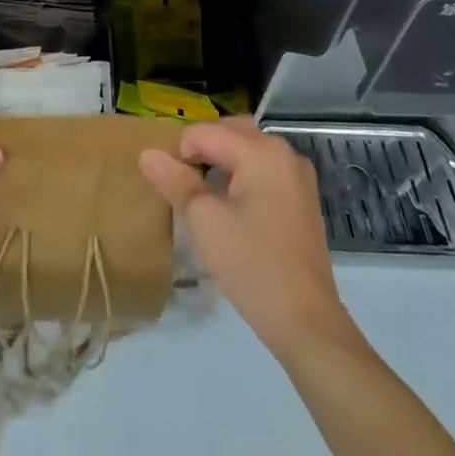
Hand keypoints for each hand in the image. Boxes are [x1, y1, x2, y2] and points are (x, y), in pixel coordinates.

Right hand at [140, 117, 356, 361]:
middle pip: (227, 132)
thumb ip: (175, 181)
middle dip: (201, 152)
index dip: (179, 155)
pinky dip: (241, 177)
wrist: (307, 323)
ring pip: (246, 150)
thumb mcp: (204, 220)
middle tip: (184, 187)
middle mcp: (283, 152)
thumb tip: (147, 154)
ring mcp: (297, 176)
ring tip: (204, 196)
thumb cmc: (252, 265)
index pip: (204, 132)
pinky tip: (231, 208)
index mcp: (261, 151)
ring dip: (220, 163)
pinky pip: (262, 170)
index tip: (173, 190)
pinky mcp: (302, 199)